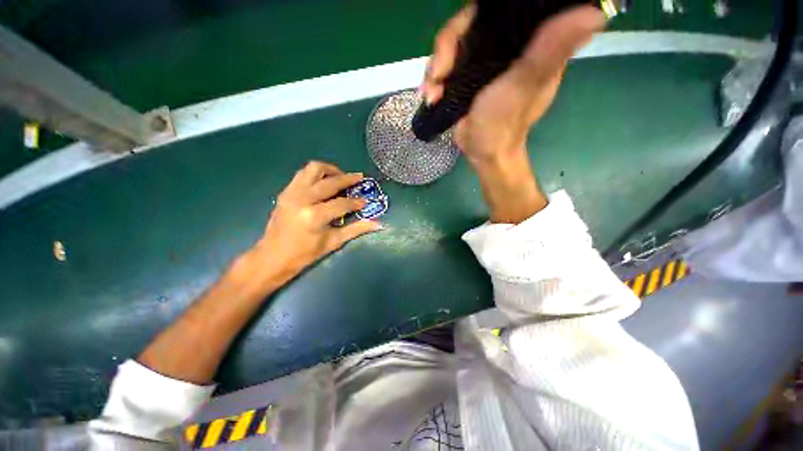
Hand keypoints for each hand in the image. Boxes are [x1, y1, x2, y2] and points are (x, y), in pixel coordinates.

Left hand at [246, 161, 381, 287]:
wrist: (272, 257)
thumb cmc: (304, 254)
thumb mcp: (333, 242)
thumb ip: (356, 229)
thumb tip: (378, 224)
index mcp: (314, 216)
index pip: (341, 203)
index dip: (356, 202)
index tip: (366, 202)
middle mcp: (302, 199)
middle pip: (329, 181)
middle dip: (347, 179)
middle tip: (359, 178)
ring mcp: (291, 193)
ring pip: (313, 169)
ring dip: (330, 170)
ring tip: (341, 177)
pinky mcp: (285, 192)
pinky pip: (303, 174)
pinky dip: (317, 174)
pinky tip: (325, 183)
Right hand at [421, 5, 604, 163]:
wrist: (484, 152)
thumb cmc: (505, 123)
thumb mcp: (526, 85)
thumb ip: (550, 50)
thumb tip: (593, 13)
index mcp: (526, 41)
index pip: (499, 8)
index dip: (475, 14)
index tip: (464, 32)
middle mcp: (503, 46)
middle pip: (467, 25)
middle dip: (446, 47)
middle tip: (439, 74)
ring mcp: (480, 62)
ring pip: (451, 47)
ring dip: (435, 68)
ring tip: (432, 92)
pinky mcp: (464, 79)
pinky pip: (443, 68)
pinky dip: (433, 81)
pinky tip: (431, 96)